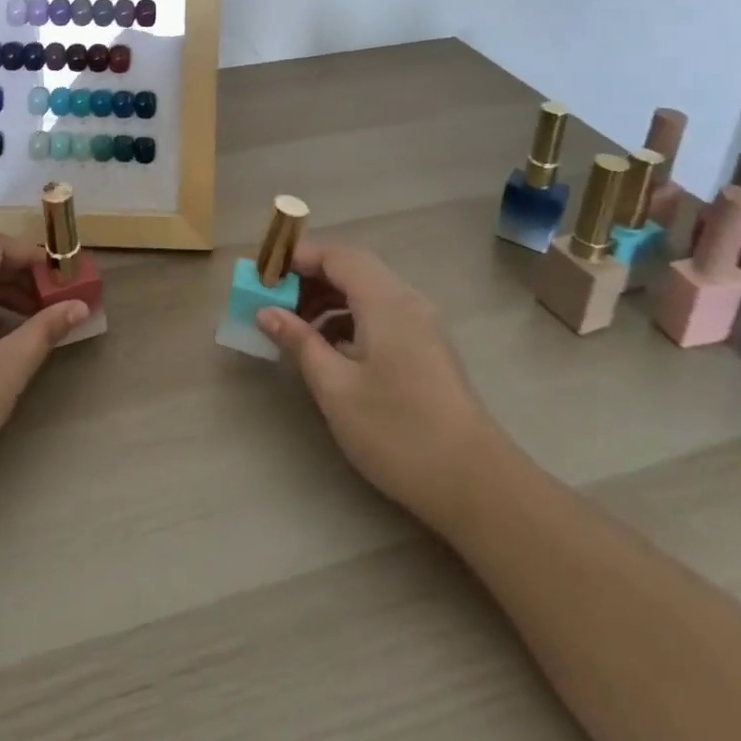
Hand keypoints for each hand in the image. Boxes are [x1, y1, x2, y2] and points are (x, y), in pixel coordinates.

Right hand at [259, 245, 495, 533]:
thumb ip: (300, 342)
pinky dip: (351, 319)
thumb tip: (267, 312)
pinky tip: (331, 350)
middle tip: (275, 300)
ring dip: (330, 299)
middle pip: (353, 268)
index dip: (298, 258)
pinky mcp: (427, 348)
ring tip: (297, 326)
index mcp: (386, 300)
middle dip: (311, 278)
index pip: (337, 256)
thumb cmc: (398, 431)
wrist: (475, 484)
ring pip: (368, 292)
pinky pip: (382, 314)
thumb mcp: (336, 388)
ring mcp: (422, 324)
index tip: (265, 274)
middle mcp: (407, 300)